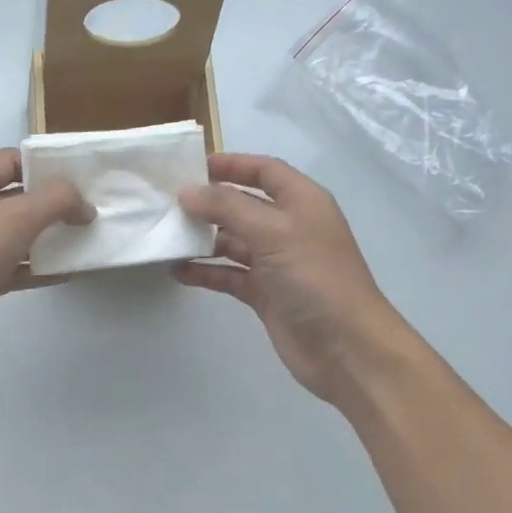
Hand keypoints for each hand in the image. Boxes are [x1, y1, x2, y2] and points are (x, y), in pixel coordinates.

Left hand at [0, 148, 92, 374]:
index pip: (14, 160)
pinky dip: (39, 269)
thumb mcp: (15, 216)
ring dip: (51, 237)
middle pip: (19, 197)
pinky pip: (14, 267)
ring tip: (90, 239)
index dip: (49, 165)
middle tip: (96, 209)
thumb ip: (56, 201)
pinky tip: (69, 273)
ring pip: (18, 235)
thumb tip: (85, 205)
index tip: (86, 176)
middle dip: (55, 203)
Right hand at [175, 154, 404, 402]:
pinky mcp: (265, 293)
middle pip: (243, 205)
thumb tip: (187, 191)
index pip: (264, 171)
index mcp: (301, 202)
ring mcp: (276, 262)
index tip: (191, 167)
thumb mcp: (273, 232)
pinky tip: (178, 271)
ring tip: (166, 237)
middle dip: (209, 203)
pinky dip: (206, 272)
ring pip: (232, 241)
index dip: (232, 164)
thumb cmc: (315, 278)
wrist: (346, 348)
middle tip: (167, 203)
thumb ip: (228, 208)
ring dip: (203, 239)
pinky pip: (229, 274)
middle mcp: (288, 227)